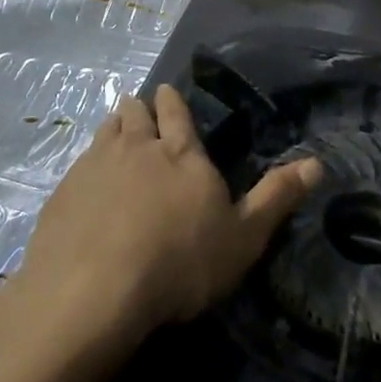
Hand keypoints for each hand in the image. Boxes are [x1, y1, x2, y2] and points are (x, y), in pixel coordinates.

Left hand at [17, 85, 322, 345]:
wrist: (94, 291)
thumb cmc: (179, 263)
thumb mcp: (243, 237)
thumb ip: (277, 198)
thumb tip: (317, 163)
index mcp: (180, 153)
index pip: (177, 113)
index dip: (172, 101)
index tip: (166, 91)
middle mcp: (136, 147)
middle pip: (136, 114)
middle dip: (140, 109)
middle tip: (140, 108)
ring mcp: (94, 166)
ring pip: (105, 132)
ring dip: (113, 128)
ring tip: (115, 130)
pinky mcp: (63, 192)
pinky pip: (78, 164)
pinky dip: (87, 165)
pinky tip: (86, 182)